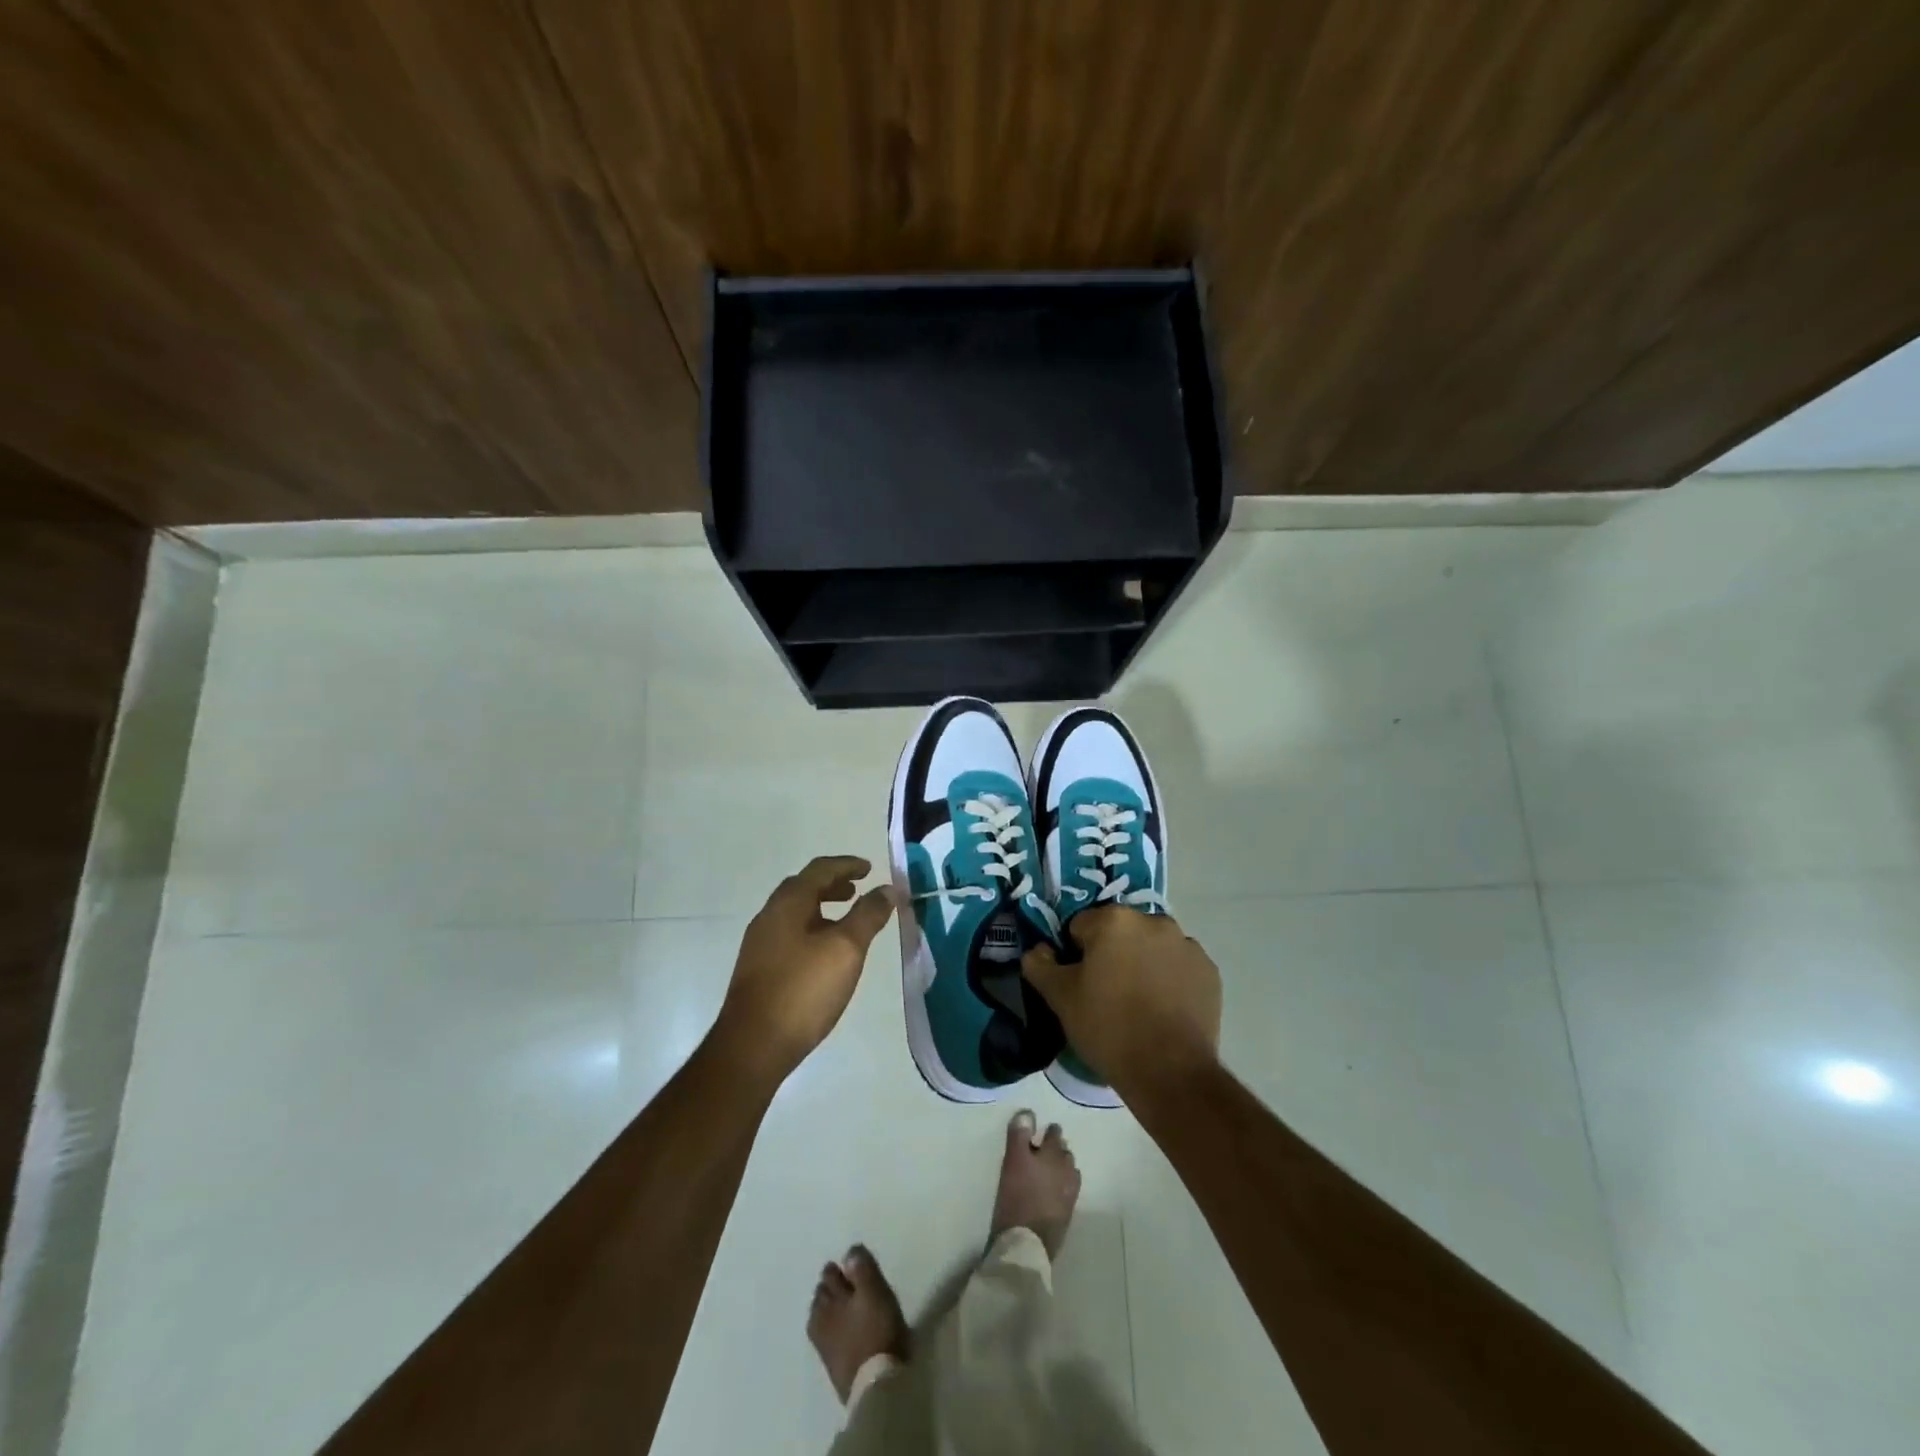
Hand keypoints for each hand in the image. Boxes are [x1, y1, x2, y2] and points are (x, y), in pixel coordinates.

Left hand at [713, 855, 895, 1085]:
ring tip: (846, 921)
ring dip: (822, 907)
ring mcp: (760, 943)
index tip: (870, 868)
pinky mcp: (759, 969)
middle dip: (833, 885)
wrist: (753, 1045)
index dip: (847, 865)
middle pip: (803, 887)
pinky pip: (789, 934)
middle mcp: (769, 915)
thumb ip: (868, 915)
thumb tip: (887, 889)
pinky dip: (812, 928)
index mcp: (788, 903)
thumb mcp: (846, 949)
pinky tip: (825, 953)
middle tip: (857, 890)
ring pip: (795, 912)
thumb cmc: (804, 989)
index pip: (820, 870)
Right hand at [1023, 906, 1221, 1098]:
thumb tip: (1038, 950)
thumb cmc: (1108, 1027)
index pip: (1081, 926)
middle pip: (1120, 933)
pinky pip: (1178, 966)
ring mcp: (1186, 944)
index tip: (1079, 983)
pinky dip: (1170, 979)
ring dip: (1142, 963)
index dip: (1075, 954)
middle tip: (1106, 994)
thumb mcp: (1060, 998)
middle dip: (1111, 954)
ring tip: (1138, 1005)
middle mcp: (1153, 921)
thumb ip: (1040, 965)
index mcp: (1114, 920)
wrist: (1170, 1072)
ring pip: (1151, 947)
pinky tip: (1163, 1010)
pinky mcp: (1208, 971)